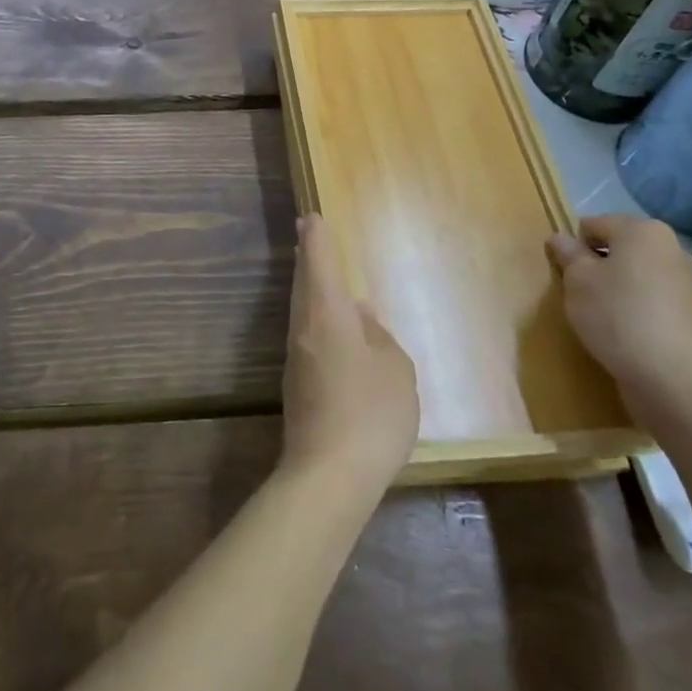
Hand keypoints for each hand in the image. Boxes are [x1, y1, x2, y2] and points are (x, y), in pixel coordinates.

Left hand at [280, 215, 418, 495]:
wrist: (328, 474)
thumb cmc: (370, 412)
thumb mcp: (394, 370)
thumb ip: (379, 337)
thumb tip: (361, 317)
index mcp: (327, 313)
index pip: (318, 262)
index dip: (316, 237)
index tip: (311, 216)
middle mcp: (304, 327)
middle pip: (304, 282)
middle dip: (308, 256)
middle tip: (308, 233)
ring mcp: (297, 356)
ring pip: (302, 308)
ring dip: (310, 286)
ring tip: (319, 271)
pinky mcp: (297, 383)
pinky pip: (307, 334)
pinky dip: (315, 316)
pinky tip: (331, 326)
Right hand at [547, 213, 691, 428]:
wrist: (676, 381)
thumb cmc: (618, 317)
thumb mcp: (578, 281)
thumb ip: (568, 254)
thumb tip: (561, 238)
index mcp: (643, 230)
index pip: (593, 225)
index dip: (573, 247)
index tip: (565, 275)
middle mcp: (672, 248)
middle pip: (619, 248)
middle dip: (597, 266)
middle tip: (580, 295)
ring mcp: (689, 282)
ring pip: (636, 275)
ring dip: (617, 289)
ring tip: (603, 318)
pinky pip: (653, 300)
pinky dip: (637, 309)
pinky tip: (627, 334)